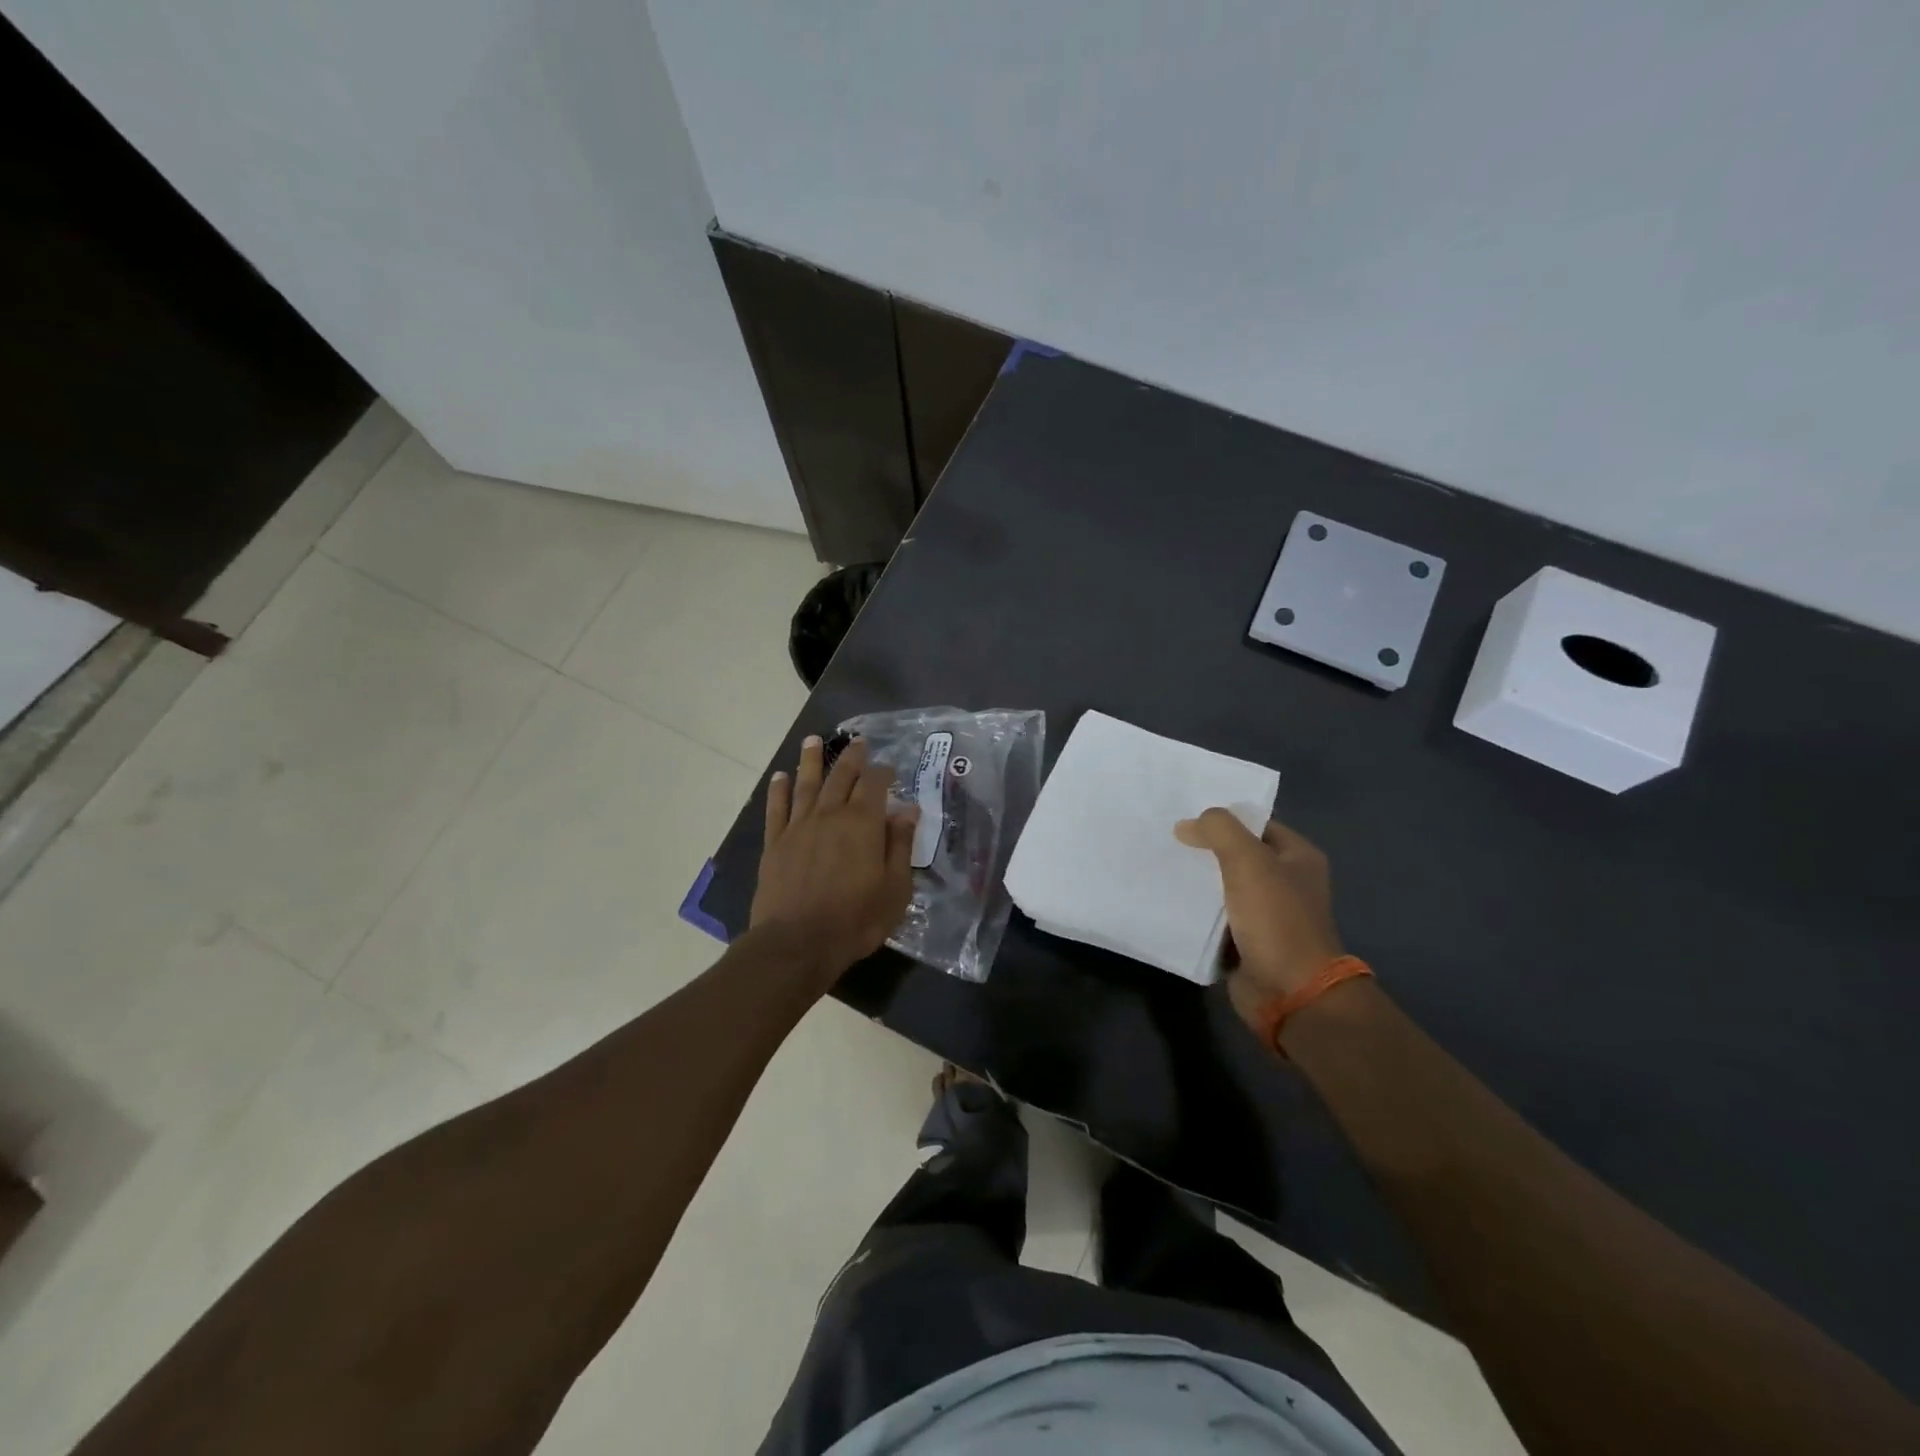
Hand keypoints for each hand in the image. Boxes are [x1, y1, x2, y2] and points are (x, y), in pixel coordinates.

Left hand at [751, 735, 918, 984]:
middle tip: (857, 742)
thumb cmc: (855, 919)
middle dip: (851, 757)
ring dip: (811, 761)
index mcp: (863, 823)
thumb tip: (908, 810)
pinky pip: (777, 808)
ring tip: (812, 740)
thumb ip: (901, 846)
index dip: (883, 772)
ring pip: (806, 784)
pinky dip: (778, 790)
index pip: (875, 785)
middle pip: (841, 777)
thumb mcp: (895, 888)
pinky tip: (780, 777)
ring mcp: (799, 826)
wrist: (797, 943)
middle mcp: (830, 815)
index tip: (888, 767)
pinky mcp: (775, 843)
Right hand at [1175, 810, 1343, 1031]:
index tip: (1184, 816)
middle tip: (1166, 839)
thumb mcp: (1248, 860)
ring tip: (1161, 866)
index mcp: (1299, 857)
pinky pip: (1216, 917)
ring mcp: (1267, 914)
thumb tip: (1187, 825)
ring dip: (1197, 881)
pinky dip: (1197, 911)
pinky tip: (1168, 900)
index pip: (1256, 824)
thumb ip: (1219, 830)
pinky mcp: (1247, 941)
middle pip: (1238, 855)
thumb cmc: (1276, 919)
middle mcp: (1286, 882)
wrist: (1290, 992)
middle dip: (1205, 849)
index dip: (1224, 818)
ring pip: (1224, 886)